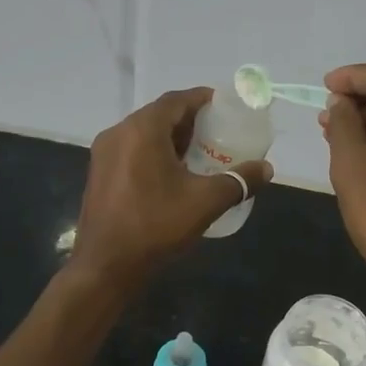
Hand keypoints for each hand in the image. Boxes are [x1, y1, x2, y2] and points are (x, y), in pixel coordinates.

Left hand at [70, 88, 272, 290]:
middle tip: (217, 133)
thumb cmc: (155, 226)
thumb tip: (266, 169)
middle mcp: (118, 133)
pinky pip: (131, 151)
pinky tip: (173, 175)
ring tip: (200, 154)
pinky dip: (154, 153)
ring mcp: (104, 154)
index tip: (224, 106)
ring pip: (144, 134)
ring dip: (171, 138)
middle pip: (159, 115)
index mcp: (142, 130)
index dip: (202, 99)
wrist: (105, 267)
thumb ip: (238, 181)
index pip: (176, 100)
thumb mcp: (204, 202)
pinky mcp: (99, 175)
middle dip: (189, 121)